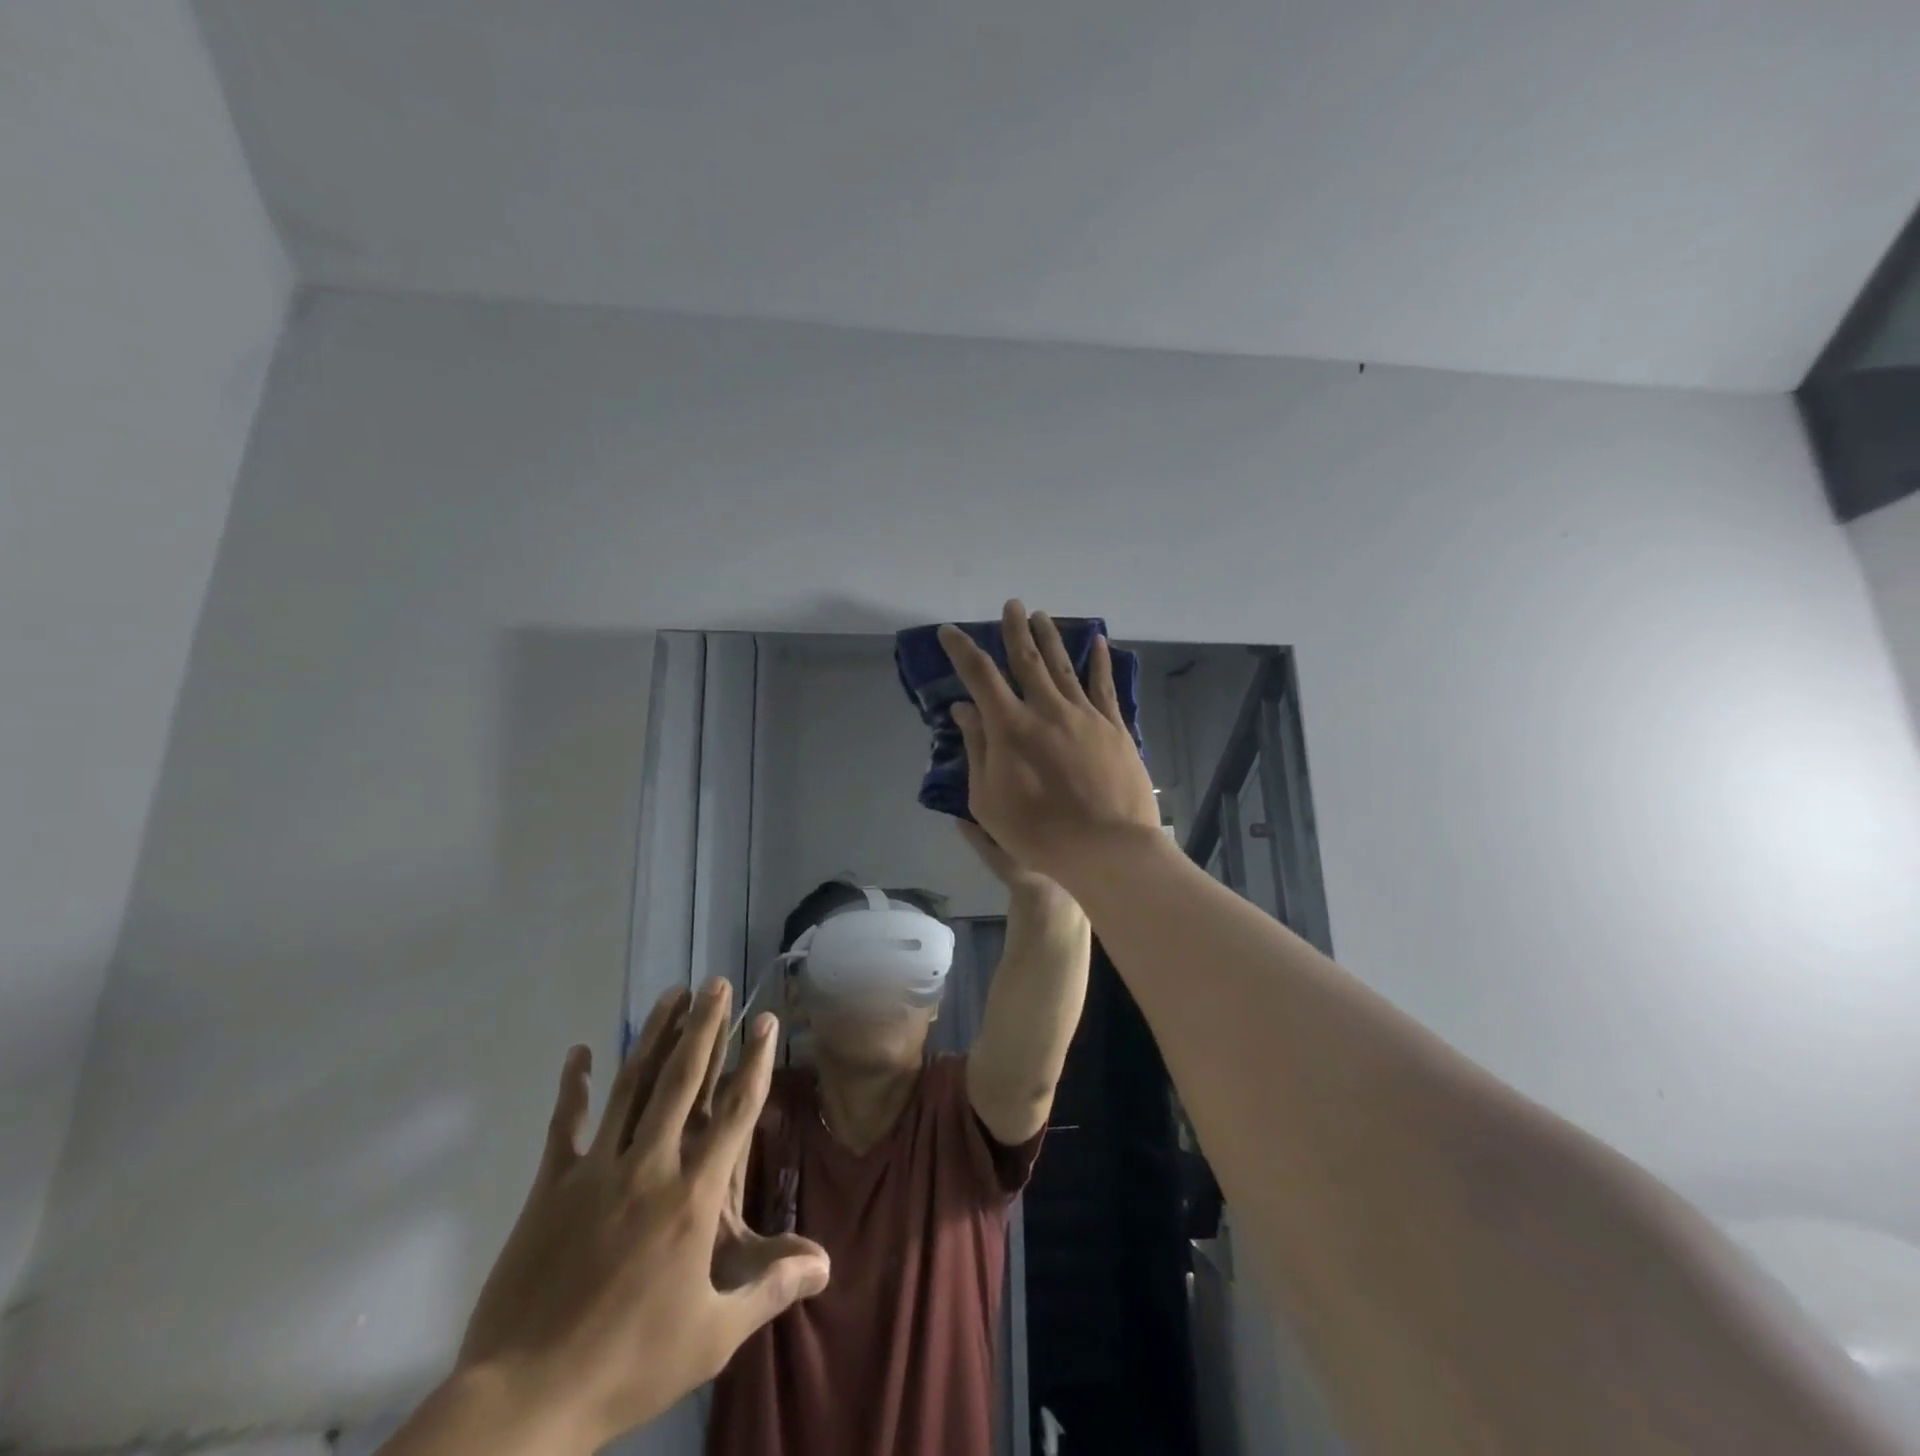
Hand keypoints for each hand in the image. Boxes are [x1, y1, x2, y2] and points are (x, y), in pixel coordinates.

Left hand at [451, 982, 829, 1450]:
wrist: (524, 1400)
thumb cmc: (629, 1364)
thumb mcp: (712, 1336)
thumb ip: (770, 1289)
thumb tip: (826, 1266)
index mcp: (692, 1197)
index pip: (734, 1112)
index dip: (754, 1062)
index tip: (764, 1021)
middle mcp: (650, 1166)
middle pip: (682, 1080)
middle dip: (704, 1026)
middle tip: (715, 984)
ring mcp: (596, 1170)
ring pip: (632, 1086)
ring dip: (653, 1037)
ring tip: (671, 996)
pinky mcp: (550, 1186)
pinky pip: (565, 1125)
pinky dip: (574, 1086)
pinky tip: (580, 1052)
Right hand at [940, 602, 1160, 882]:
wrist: (1107, 848)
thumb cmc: (1038, 833)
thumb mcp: (988, 801)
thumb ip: (977, 749)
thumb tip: (964, 709)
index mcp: (1010, 727)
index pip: (980, 676)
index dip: (962, 650)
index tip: (950, 633)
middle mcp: (1047, 709)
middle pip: (1027, 659)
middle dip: (1015, 630)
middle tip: (1011, 605)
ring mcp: (1084, 715)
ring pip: (1064, 665)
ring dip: (1050, 638)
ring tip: (1042, 615)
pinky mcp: (1114, 727)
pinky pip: (1104, 686)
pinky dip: (1100, 662)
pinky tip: (1098, 643)